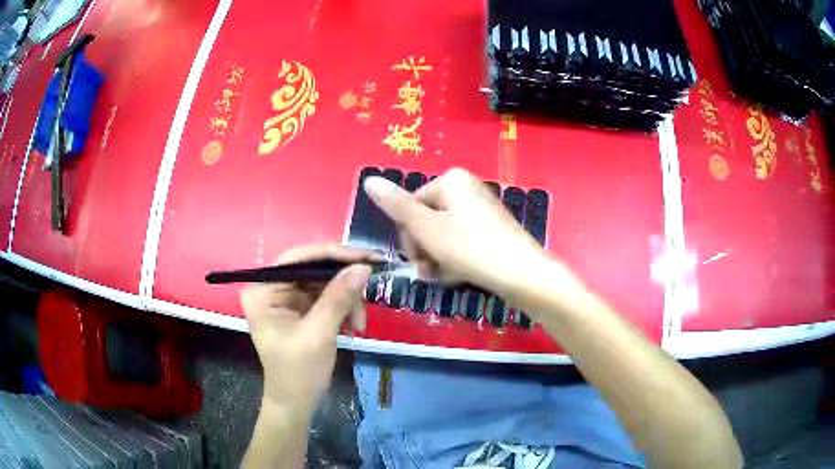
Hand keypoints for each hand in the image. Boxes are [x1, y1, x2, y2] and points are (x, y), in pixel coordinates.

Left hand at [240, 244, 375, 412]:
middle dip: (343, 283)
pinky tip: (353, 325)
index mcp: (263, 291)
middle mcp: (272, 288)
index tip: (365, 257)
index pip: (297, 258)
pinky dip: (344, 308)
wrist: (297, 403)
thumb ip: (338, 298)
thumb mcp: (319, 334)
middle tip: (370, 290)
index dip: (332, 254)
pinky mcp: (300, 309)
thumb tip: (363, 266)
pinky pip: (327, 296)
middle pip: (313, 268)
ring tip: (359, 323)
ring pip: (325, 282)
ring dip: (347, 299)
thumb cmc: (299, 372)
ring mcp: (286, 299)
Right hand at [363, 168, 547, 295]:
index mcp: (451, 181)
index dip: (408, 236)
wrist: (523, 274)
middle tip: (428, 272)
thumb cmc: (470, 248)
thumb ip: (396, 206)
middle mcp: (467, 189)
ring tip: (444, 277)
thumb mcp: (427, 228)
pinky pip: (462, 242)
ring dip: (437, 258)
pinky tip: (458, 276)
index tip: (415, 259)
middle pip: (428, 220)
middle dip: (424, 249)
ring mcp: (482, 210)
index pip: (412, 205)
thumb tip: (369, 179)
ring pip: (444, 235)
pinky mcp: (492, 231)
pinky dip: (455, 259)